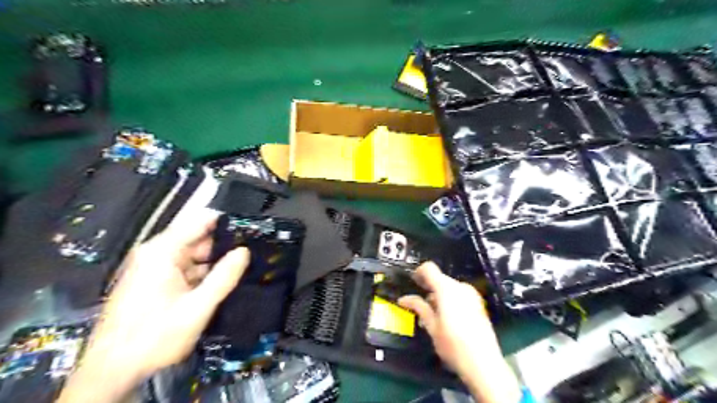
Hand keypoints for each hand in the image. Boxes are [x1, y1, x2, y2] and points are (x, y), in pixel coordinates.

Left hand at [58, 209, 249, 400]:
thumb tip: (244, 252)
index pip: (200, 221)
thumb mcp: (197, 307)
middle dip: (223, 247)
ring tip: (240, 270)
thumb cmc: (153, 337)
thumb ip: (224, 276)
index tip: (249, 231)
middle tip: (250, 256)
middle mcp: (155, 254)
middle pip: (198, 239)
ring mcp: (153, 268)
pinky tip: (219, 285)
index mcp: (162, 252)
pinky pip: (185, 269)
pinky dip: (202, 275)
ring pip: (194, 256)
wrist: (111, 372)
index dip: (227, 223)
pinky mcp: (154, 282)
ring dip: (214, 263)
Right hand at [397, 262, 520, 402]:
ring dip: (439, 296)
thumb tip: (404, 299)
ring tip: (432, 316)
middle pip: (440, 279)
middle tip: (419, 305)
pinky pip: (459, 295)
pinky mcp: (478, 304)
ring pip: (450, 288)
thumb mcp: (432, 327)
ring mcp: (472, 295)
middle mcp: (460, 287)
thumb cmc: (454, 345)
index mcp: (447, 289)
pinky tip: (447, 319)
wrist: (485, 365)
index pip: (429, 268)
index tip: (412, 283)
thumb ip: (419, 307)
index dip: (418, 273)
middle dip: (428, 289)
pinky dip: (450, 301)